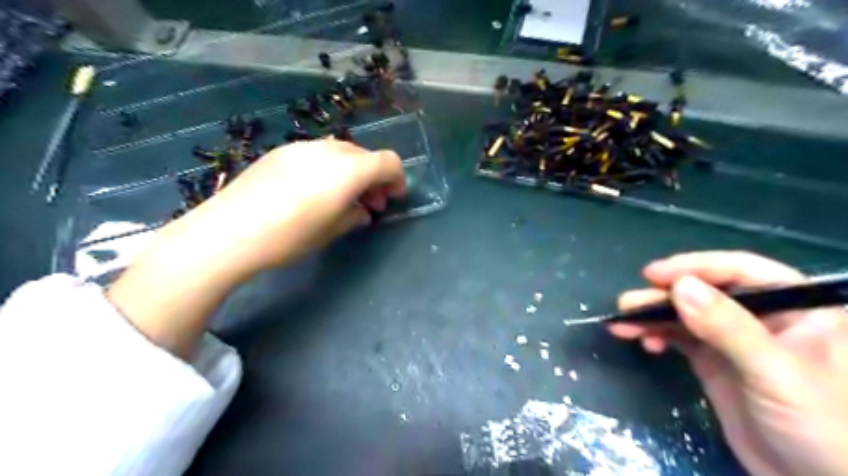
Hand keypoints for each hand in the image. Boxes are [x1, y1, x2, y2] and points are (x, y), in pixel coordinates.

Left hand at [107, 140, 404, 357]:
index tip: (393, 198)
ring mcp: (302, 147)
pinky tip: (315, 192)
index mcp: (348, 170)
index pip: (388, 161)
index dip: (397, 178)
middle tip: (370, 204)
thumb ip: (354, 217)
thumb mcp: (331, 231)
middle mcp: (328, 150)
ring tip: (343, 199)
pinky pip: (317, 154)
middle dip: (374, 178)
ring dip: (352, 172)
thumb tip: (362, 212)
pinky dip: (329, 169)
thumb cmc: (289, 237)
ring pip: (341, 152)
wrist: (228, 232)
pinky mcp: (281, 152)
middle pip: (365, 155)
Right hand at [607, 251, 847, 475]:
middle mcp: (761, 316)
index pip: (739, 271)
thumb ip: (729, 328)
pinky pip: (678, 336)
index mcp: (794, 307)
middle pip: (703, 291)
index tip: (653, 275)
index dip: (694, 267)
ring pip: (685, 313)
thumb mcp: (775, 373)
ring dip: (652, 316)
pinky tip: (643, 342)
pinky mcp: (713, 359)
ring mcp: (733, 338)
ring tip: (622, 324)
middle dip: (662, 296)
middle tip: (628, 304)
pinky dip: (656, 334)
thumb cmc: (819, 426)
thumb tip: (680, 287)